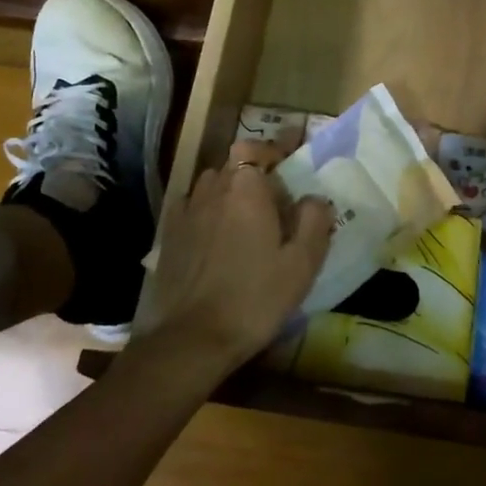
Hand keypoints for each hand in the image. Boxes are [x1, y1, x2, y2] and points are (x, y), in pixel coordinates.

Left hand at [137, 135, 334, 371]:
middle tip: (277, 196)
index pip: (261, 148)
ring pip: (213, 182)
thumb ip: (315, 220)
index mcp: (247, 187)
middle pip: (236, 163)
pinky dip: (208, 208)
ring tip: (246, 213)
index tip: (295, 149)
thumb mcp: (302, 263)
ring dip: (231, 188)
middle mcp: (214, 187)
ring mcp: (187, 209)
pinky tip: (215, 230)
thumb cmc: (255, 297)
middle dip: (257, 171)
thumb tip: (314, 198)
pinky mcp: (170, 233)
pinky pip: (194, 205)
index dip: (278, 147)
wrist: (192, 339)